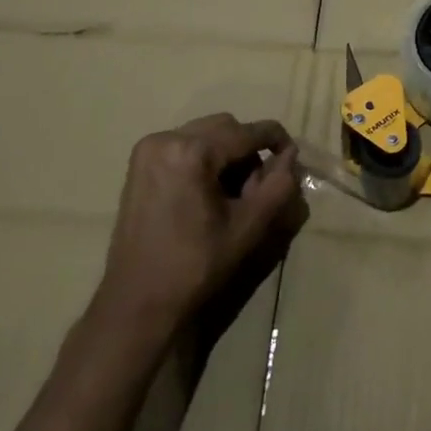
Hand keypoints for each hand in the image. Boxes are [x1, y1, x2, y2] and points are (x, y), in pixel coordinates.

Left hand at [92, 113, 304, 349]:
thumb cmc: (195, 266)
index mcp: (190, 151)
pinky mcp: (140, 164)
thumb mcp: (248, 226)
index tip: (293, 156)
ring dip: (227, 155)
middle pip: (224, 127)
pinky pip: (184, 146)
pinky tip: (208, 194)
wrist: (138, 303)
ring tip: (232, 194)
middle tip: (257, 188)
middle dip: (248, 151)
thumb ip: (278, 185)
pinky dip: (204, 160)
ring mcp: (148, 150)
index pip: (246, 132)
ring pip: (205, 135)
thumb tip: (291, 155)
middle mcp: (165, 139)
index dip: (276, 140)